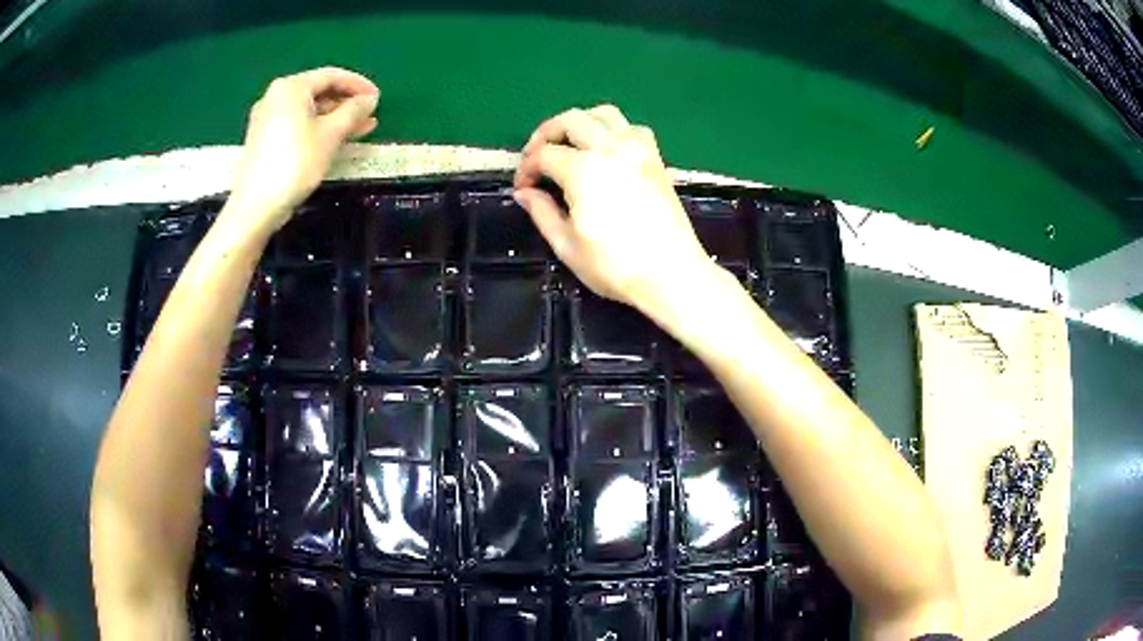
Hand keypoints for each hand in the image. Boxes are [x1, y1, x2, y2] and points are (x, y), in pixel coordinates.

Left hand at [227, 67, 379, 235]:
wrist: (256, 206)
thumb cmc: (295, 163)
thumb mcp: (330, 134)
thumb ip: (353, 111)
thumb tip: (369, 99)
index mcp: (291, 87)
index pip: (331, 76)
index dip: (358, 85)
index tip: (378, 98)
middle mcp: (276, 96)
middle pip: (318, 92)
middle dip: (346, 103)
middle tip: (370, 115)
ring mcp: (267, 118)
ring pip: (309, 110)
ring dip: (335, 117)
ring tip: (360, 129)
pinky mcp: (264, 139)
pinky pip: (297, 124)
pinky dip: (318, 128)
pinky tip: (335, 140)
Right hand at [513, 105, 714, 312]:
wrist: (672, 275)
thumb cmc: (616, 266)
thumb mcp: (567, 246)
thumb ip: (541, 212)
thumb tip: (524, 192)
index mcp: (583, 170)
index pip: (543, 154)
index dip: (526, 168)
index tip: (522, 188)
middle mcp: (610, 149)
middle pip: (570, 120)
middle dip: (546, 134)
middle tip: (536, 157)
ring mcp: (638, 150)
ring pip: (604, 114)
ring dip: (580, 122)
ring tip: (569, 145)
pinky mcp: (656, 160)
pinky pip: (631, 128)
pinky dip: (613, 130)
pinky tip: (606, 151)